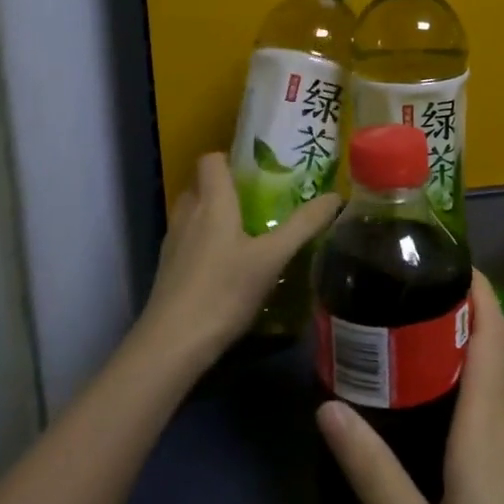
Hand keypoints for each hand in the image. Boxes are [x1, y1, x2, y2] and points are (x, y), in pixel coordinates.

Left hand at [142, 153, 340, 363]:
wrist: (172, 345)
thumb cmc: (224, 291)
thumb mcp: (273, 258)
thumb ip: (303, 225)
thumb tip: (335, 196)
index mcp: (212, 201)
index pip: (211, 159)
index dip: (231, 158)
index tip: (258, 170)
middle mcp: (187, 214)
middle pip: (202, 184)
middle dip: (227, 187)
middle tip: (260, 200)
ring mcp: (173, 242)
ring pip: (193, 213)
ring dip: (215, 215)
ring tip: (247, 231)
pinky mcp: (167, 269)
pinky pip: (188, 240)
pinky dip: (205, 241)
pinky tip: (228, 265)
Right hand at [317, 273, 503, 503]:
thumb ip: (375, 477)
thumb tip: (327, 407)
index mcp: (492, 434)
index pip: (491, 337)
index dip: (477, 290)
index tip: (446, 255)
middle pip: (502, 351)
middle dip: (470, 309)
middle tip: (417, 290)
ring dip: (478, 347)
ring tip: (426, 339)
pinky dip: (487, 386)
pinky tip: (458, 411)